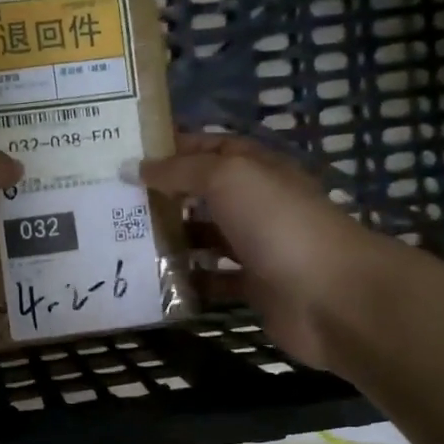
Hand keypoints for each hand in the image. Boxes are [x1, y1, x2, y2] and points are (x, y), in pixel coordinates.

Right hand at [140, 134, 384, 369]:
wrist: (330, 295)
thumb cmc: (277, 224)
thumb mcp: (227, 178)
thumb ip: (180, 170)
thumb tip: (133, 167)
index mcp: (255, 169)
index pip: (208, 148)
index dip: (170, 148)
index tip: (125, 155)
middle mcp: (256, 203)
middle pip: (202, 194)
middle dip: (162, 196)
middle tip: (113, 203)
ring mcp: (256, 247)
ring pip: (205, 238)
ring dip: (171, 240)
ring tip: (123, 242)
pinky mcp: (254, 287)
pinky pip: (212, 281)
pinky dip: (188, 282)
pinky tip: (154, 282)